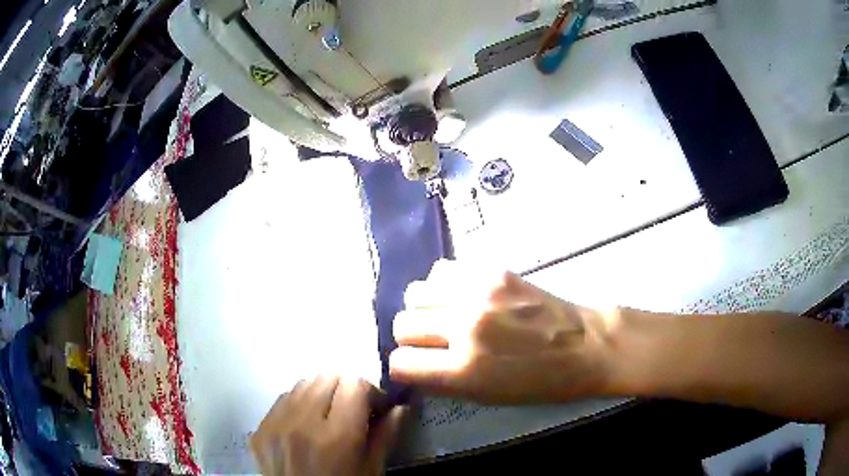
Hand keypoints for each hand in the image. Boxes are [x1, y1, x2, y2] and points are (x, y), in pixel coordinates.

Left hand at [251, 377, 405, 475]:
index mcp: (336, 437)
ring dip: (320, 394)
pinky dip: (298, 405)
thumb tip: (401, 406)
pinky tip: (305, 425)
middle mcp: (301, 424)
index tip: (376, 407)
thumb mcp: (372, 470)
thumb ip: (387, 435)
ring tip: (326, 417)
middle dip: (345, 390)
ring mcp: (274, 425)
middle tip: (352, 411)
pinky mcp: (259, 430)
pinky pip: (281, 401)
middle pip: (326, 378)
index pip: (354, 385)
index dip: (370, 392)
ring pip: (302, 385)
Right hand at [390, 261, 611, 403]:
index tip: (417, 364)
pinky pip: (443, 270)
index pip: (401, 362)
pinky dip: (443, 285)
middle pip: (402, 324)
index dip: (405, 366)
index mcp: (464, 370)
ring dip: (423, 307)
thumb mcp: (486, 396)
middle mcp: (464, 327)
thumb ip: (443, 380)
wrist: (584, 346)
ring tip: (444, 314)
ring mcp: (478, 294)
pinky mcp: (492, 271)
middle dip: (412, 337)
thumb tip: (413, 364)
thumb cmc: (539, 382)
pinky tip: (461, 295)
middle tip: (432, 340)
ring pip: (415, 292)